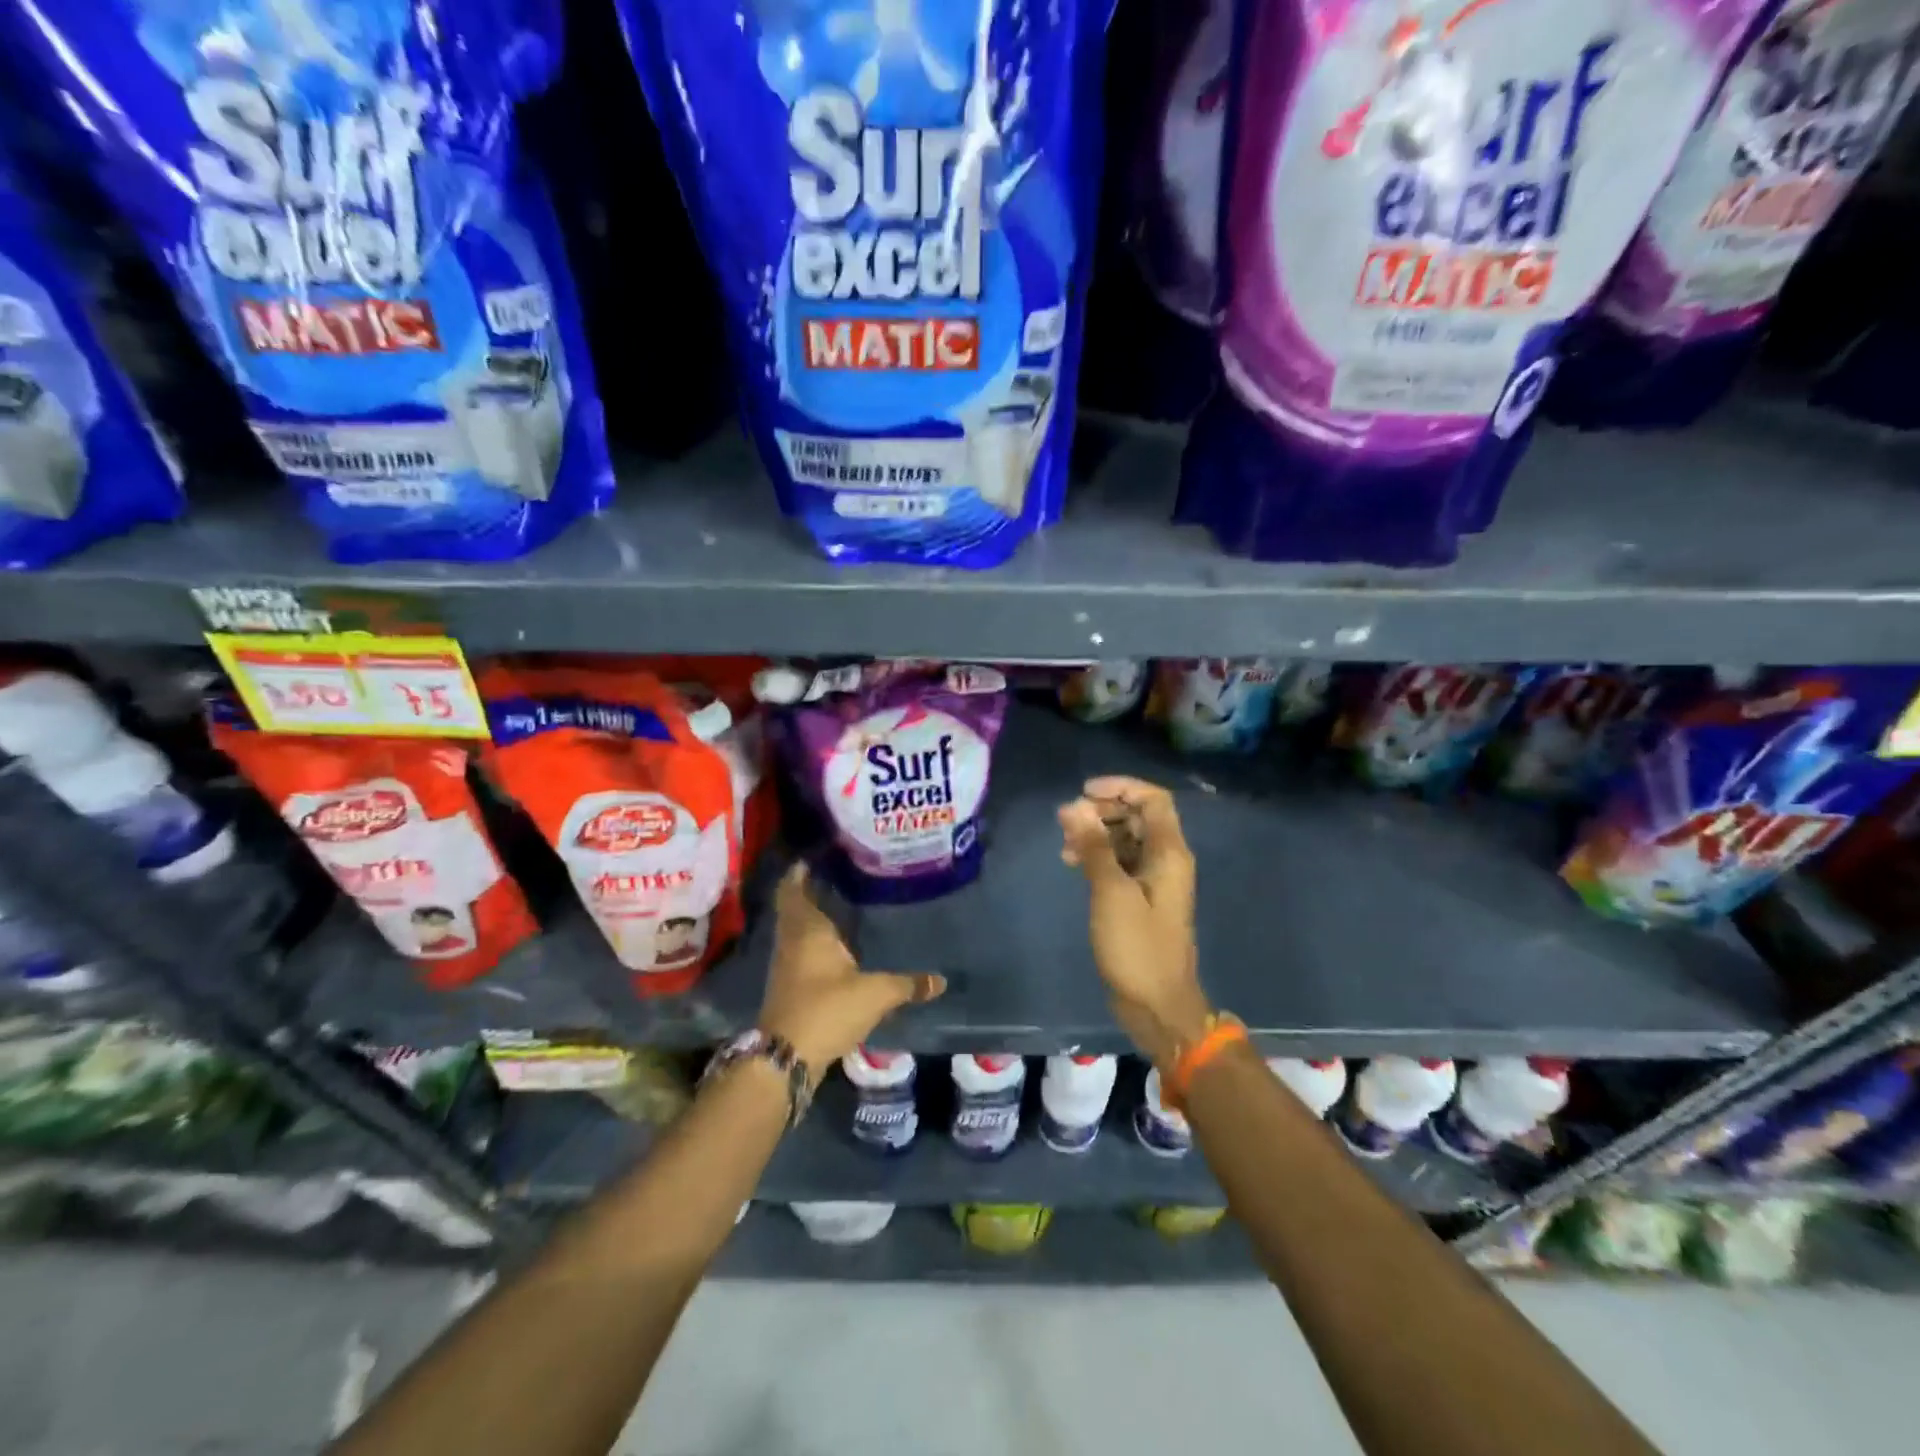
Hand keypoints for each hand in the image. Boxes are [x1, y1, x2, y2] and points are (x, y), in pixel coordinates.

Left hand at [756, 862, 945, 1078]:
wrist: (786, 1056)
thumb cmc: (827, 1009)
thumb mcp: (875, 994)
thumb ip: (907, 984)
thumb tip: (941, 980)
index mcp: (807, 930)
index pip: (793, 890)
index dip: (798, 873)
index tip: (812, 856)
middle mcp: (791, 941)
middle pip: (793, 908)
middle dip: (807, 892)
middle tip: (833, 876)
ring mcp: (785, 965)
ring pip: (795, 930)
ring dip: (809, 917)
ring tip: (837, 905)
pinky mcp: (788, 986)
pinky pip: (798, 951)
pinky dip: (811, 941)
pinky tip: (832, 946)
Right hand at [1057, 776, 1212, 1068]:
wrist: (1157, 1006)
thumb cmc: (1137, 948)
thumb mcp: (1111, 893)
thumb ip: (1093, 847)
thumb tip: (1073, 806)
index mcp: (1169, 853)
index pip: (1153, 799)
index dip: (1120, 787)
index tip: (1084, 792)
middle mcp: (1166, 860)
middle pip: (1138, 816)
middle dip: (1102, 811)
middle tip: (1068, 822)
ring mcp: (1154, 881)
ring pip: (1126, 839)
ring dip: (1097, 835)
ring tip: (1065, 846)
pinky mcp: (1140, 900)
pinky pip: (1120, 863)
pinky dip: (1098, 857)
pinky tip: (1073, 864)